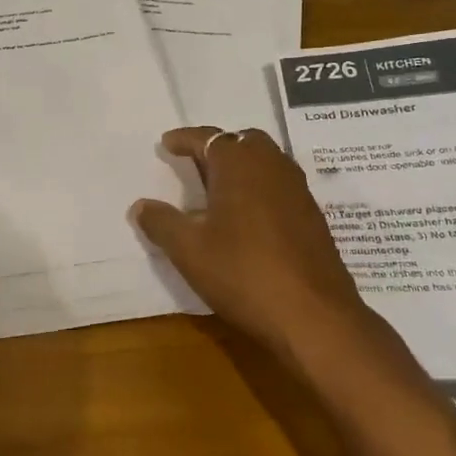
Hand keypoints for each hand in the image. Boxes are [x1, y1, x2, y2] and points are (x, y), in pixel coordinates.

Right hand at [132, 126, 380, 361]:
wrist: (314, 317)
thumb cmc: (243, 273)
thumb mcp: (188, 250)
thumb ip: (162, 223)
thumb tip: (141, 206)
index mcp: (240, 164)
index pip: (208, 138)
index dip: (184, 140)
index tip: (166, 144)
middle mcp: (273, 167)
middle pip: (243, 142)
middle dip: (218, 148)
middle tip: (195, 165)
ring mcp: (298, 192)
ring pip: (266, 163)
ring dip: (242, 168)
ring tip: (218, 191)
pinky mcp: (313, 218)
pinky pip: (280, 187)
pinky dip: (259, 190)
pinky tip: (246, 219)